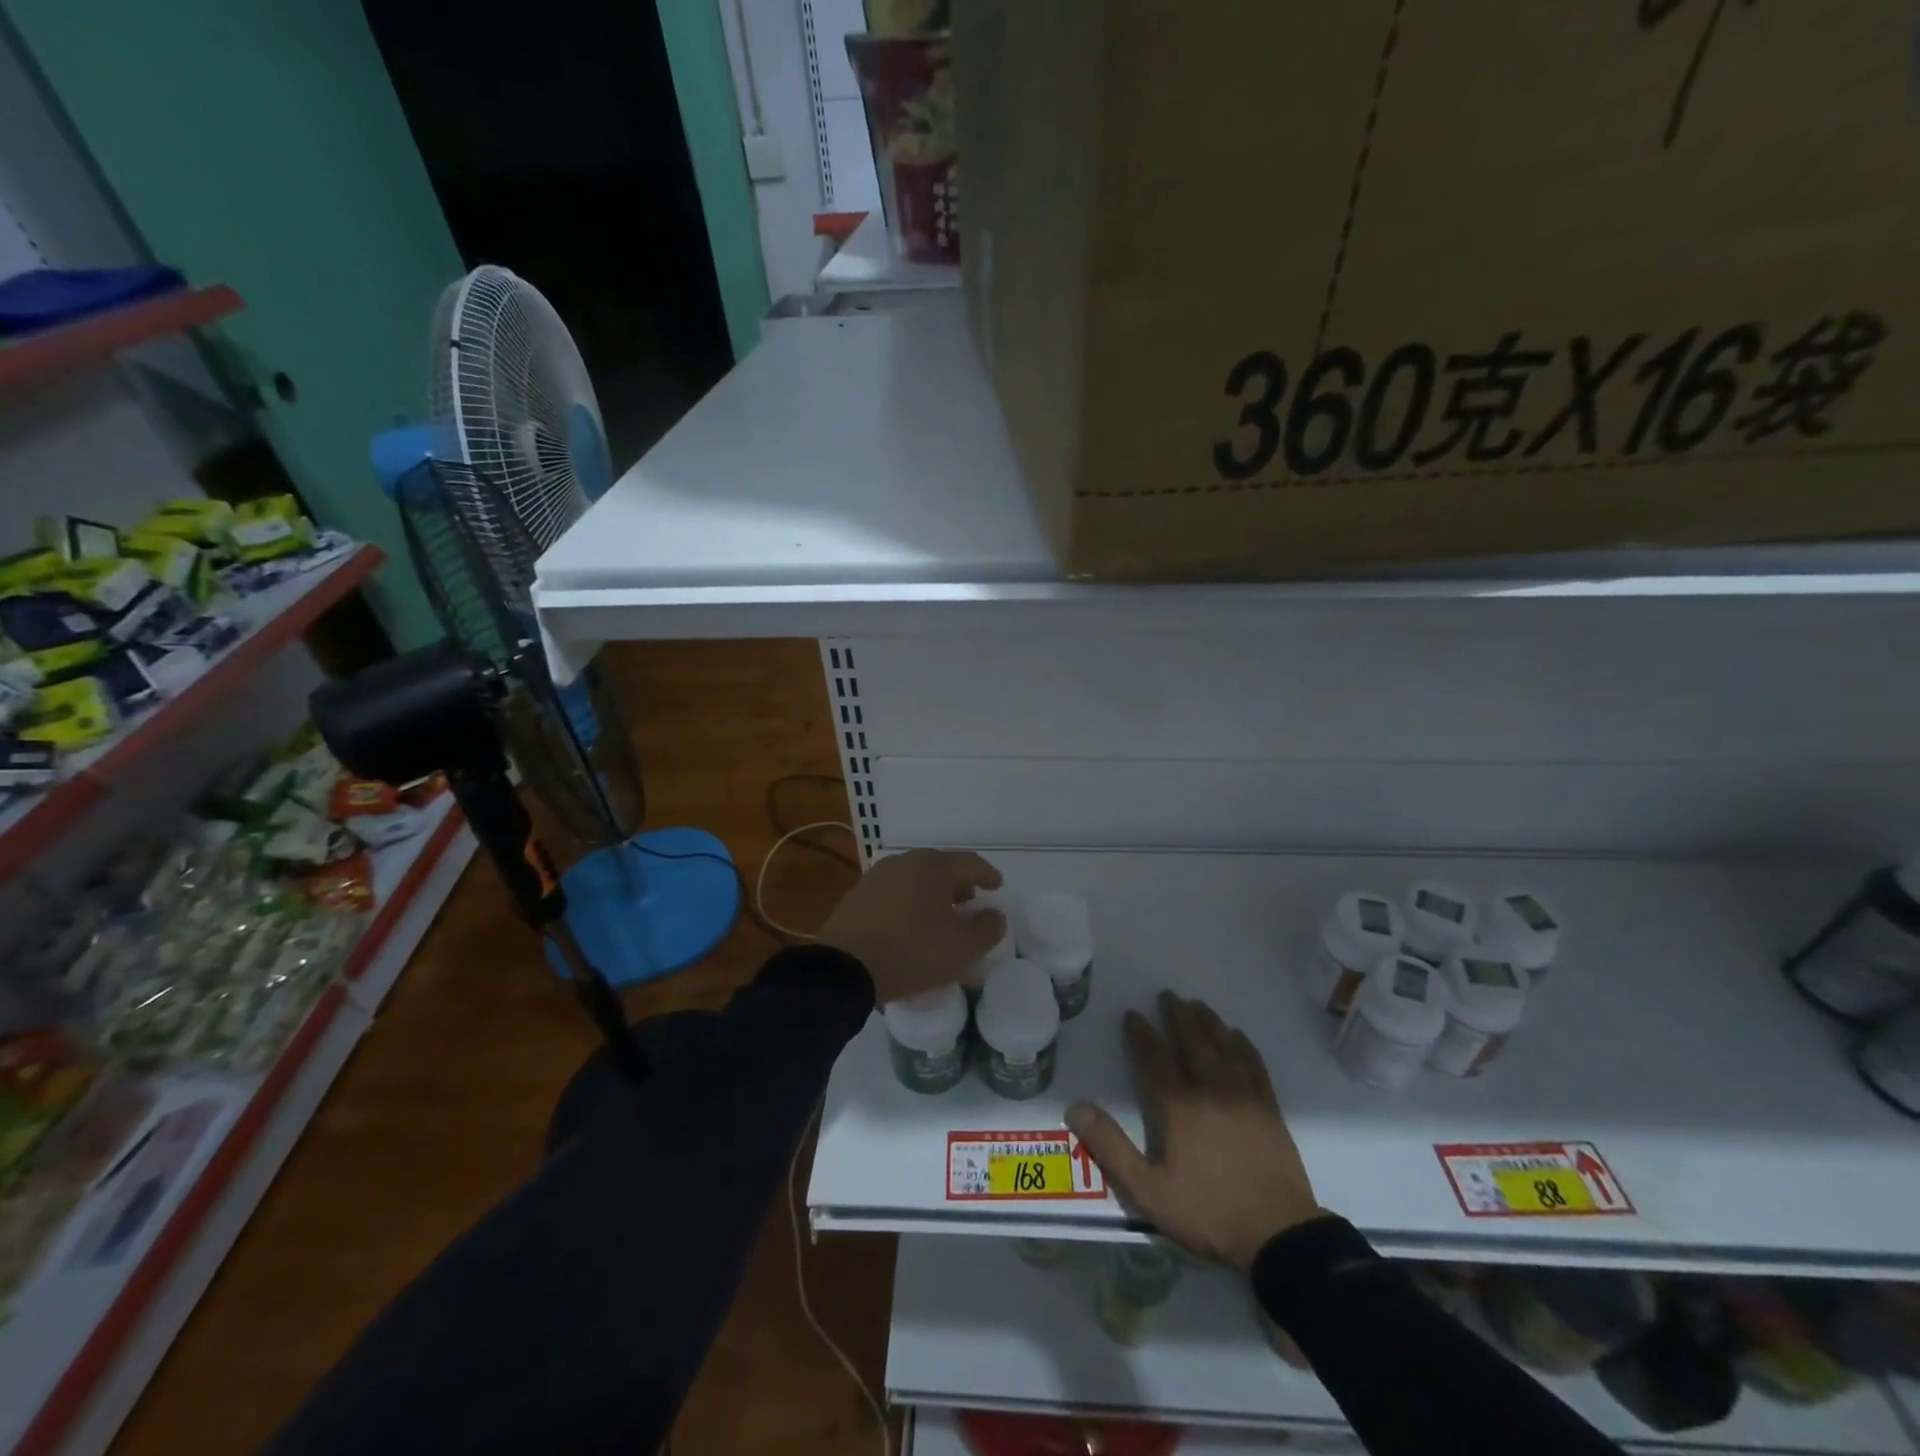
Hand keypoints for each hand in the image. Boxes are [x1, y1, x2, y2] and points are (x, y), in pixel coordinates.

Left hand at [817, 849, 1005, 1003]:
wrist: (844, 968)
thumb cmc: (912, 952)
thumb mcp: (963, 948)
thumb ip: (988, 928)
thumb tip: (994, 914)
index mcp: (933, 866)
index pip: (969, 862)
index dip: (988, 874)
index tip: (997, 886)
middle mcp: (904, 862)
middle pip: (940, 867)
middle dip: (958, 883)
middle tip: (970, 900)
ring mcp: (877, 877)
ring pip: (915, 879)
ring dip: (932, 894)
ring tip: (940, 915)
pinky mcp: (857, 897)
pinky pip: (894, 894)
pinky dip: (909, 903)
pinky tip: (911, 925)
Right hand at [1067, 992, 1323, 1272]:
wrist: (1279, 1236)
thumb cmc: (1207, 1212)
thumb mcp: (1148, 1190)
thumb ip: (1110, 1147)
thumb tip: (1075, 1107)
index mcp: (1178, 1106)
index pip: (1155, 1058)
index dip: (1141, 1034)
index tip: (1133, 1014)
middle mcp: (1210, 1090)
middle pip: (1192, 1041)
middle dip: (1178, 1015)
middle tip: (1168, 995)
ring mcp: (1244, 1096)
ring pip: (1223, 1046)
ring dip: (1208, 1022)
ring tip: (1197, 1005)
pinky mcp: (1270, 1109)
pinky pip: (1254, 1064)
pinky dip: (1243, 1045)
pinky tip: (1237, 1036)